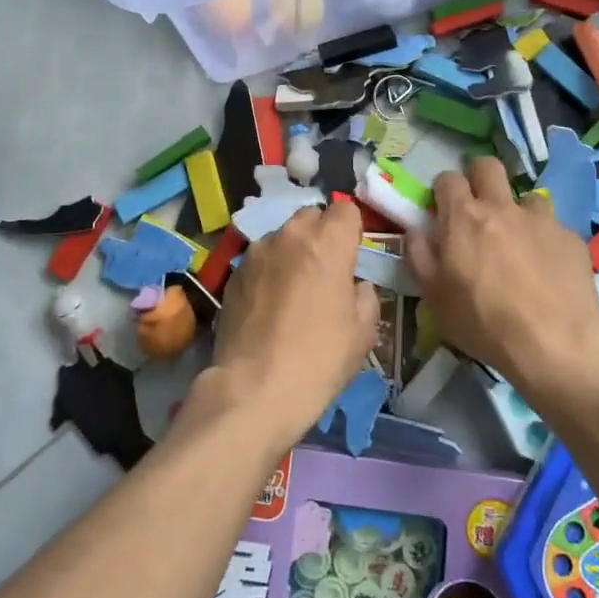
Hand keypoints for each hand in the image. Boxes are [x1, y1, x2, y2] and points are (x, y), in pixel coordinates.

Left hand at [200, 200, 379, 450]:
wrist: (254, 387)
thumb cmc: (319, 358)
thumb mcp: (363, 333)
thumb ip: (365, 296)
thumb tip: (355, 285)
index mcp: (328, 242)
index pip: (346, 210)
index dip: (351, 230)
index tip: (352, 255)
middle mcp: (290, 235)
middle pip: (311, 216)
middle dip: (321, 235)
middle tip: (325, 271)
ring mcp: (257, 251)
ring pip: (282, 236)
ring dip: (292, 251)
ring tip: (294, 289)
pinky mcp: (233, 272)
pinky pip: (260, 259)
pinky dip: (269, 270)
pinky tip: (269, 303)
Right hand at [405, 157, 598, 399]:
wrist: (555, 343)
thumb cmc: (483, 321)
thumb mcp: (434, 296)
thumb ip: (419, 255)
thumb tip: (416, 230)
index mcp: (464, 217)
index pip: (448, 178)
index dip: (443, 190)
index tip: (443, 209)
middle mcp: (502, 207)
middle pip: (488, 166)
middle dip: (479, 178)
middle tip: (477, 208)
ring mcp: (541, 219)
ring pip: (526, 196)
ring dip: (517, 212)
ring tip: (518, 243)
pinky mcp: (571, 237)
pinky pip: (553, 227)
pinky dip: (544, 240)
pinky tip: (546, 269)